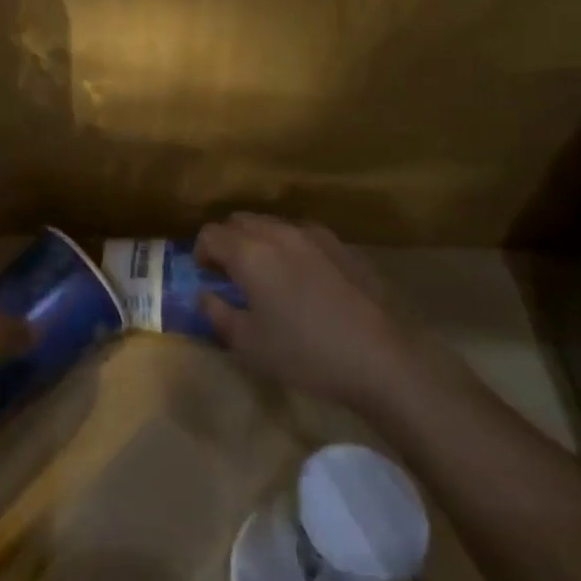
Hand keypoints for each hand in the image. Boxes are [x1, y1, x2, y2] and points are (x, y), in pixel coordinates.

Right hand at [194, 213, 415, 404]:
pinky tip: (303, 278)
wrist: (379, 360)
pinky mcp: (341, 245)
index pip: (210, 233)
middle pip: (239, 220)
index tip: (207, 277)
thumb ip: (217, 313)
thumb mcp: (248, 345)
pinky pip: (302, 234)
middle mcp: (278, 233)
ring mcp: (313, 235)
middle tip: (232, 273)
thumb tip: (205, 294)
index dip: (201, 253)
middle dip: (228, 241)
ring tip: (268, 274)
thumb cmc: (305, 354)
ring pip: (272, 223)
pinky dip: (290, 246)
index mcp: (250, 253)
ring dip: (259, 240)